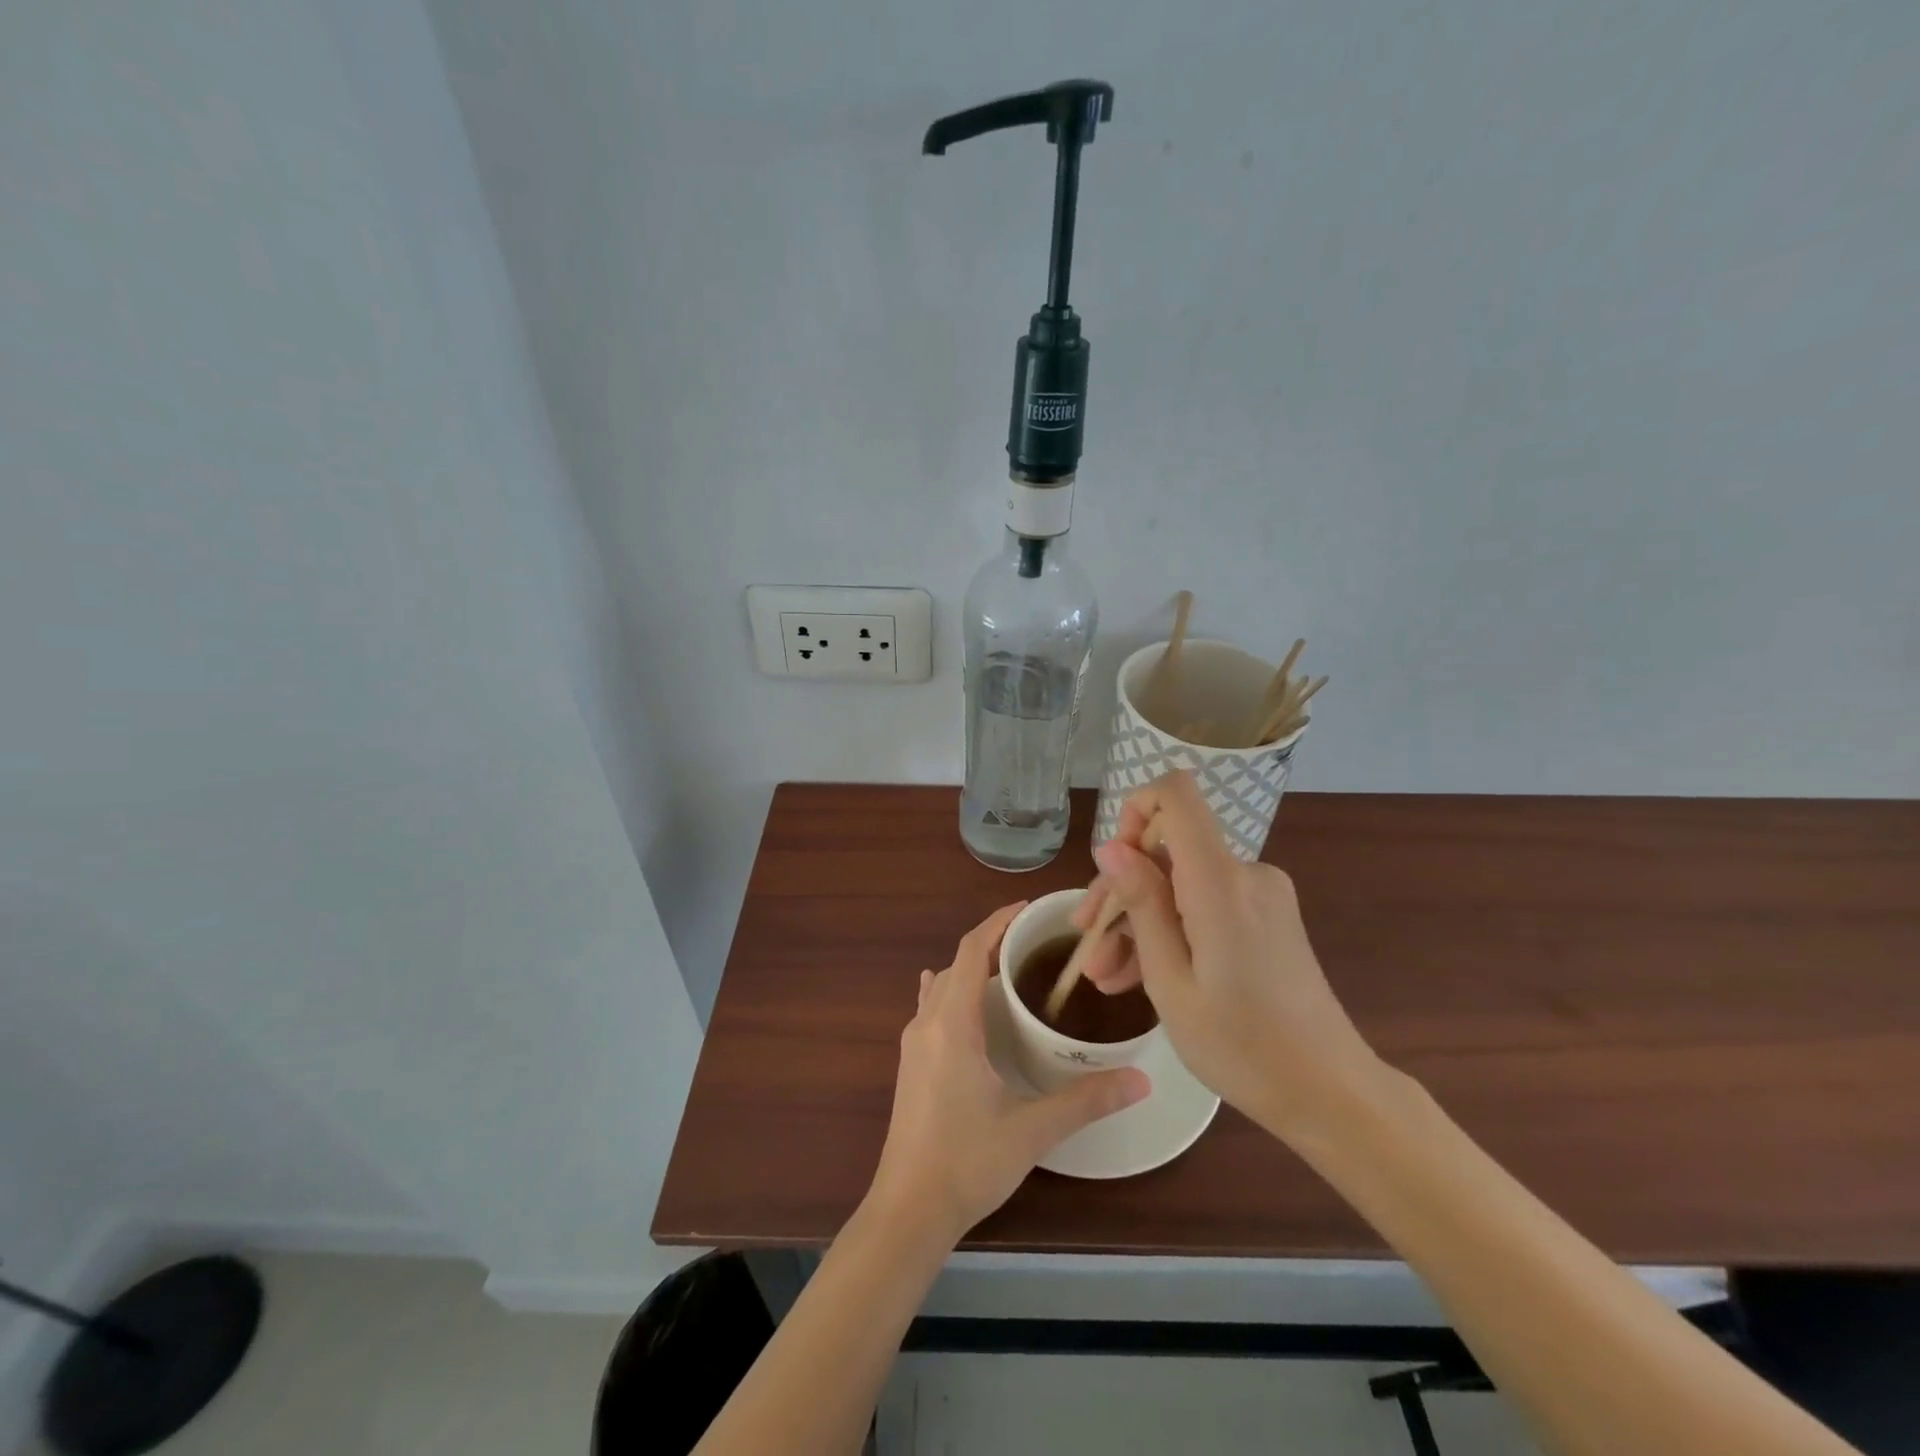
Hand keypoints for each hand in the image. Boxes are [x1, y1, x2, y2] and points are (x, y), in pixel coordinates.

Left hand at [867, 903, 1150, 1243]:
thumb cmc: (967, 1162)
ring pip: (942, 985)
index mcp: (952, 1024)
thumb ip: (1086, 1100)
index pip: (971, 950)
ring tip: (1010, 968)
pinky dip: (950, 991)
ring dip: (971, 968)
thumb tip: (1141, 1078)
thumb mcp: (1032, 1129)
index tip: (1028, 910)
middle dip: (991, 943)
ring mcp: (913, 1043)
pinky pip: (929, 1007)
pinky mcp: (909, 1063)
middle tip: (1035, 944)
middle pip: (957, 963)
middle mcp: (927, 1022)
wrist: (908, 1210)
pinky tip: (958, 999)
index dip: (997, 922)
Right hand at [1072, 772, 1382, 1136]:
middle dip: (1122, 890)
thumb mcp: (1171, 982)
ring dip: (1140, 921)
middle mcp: (1246, 873)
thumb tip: (1109, 846)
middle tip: (1086, 944)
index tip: (1112, 865)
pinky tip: (1139, 976)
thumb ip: (1142, 905)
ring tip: (1106, 977)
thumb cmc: (1242, 1047)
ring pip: (1181, 884)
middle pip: (1169, 849)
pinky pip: (1205, 903)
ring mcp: (1261, 895)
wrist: (1331, 1093)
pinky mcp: (1268, 916)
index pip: (1176, 794)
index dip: (1135, 809)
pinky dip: (1172, 931)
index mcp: (1220, 881)